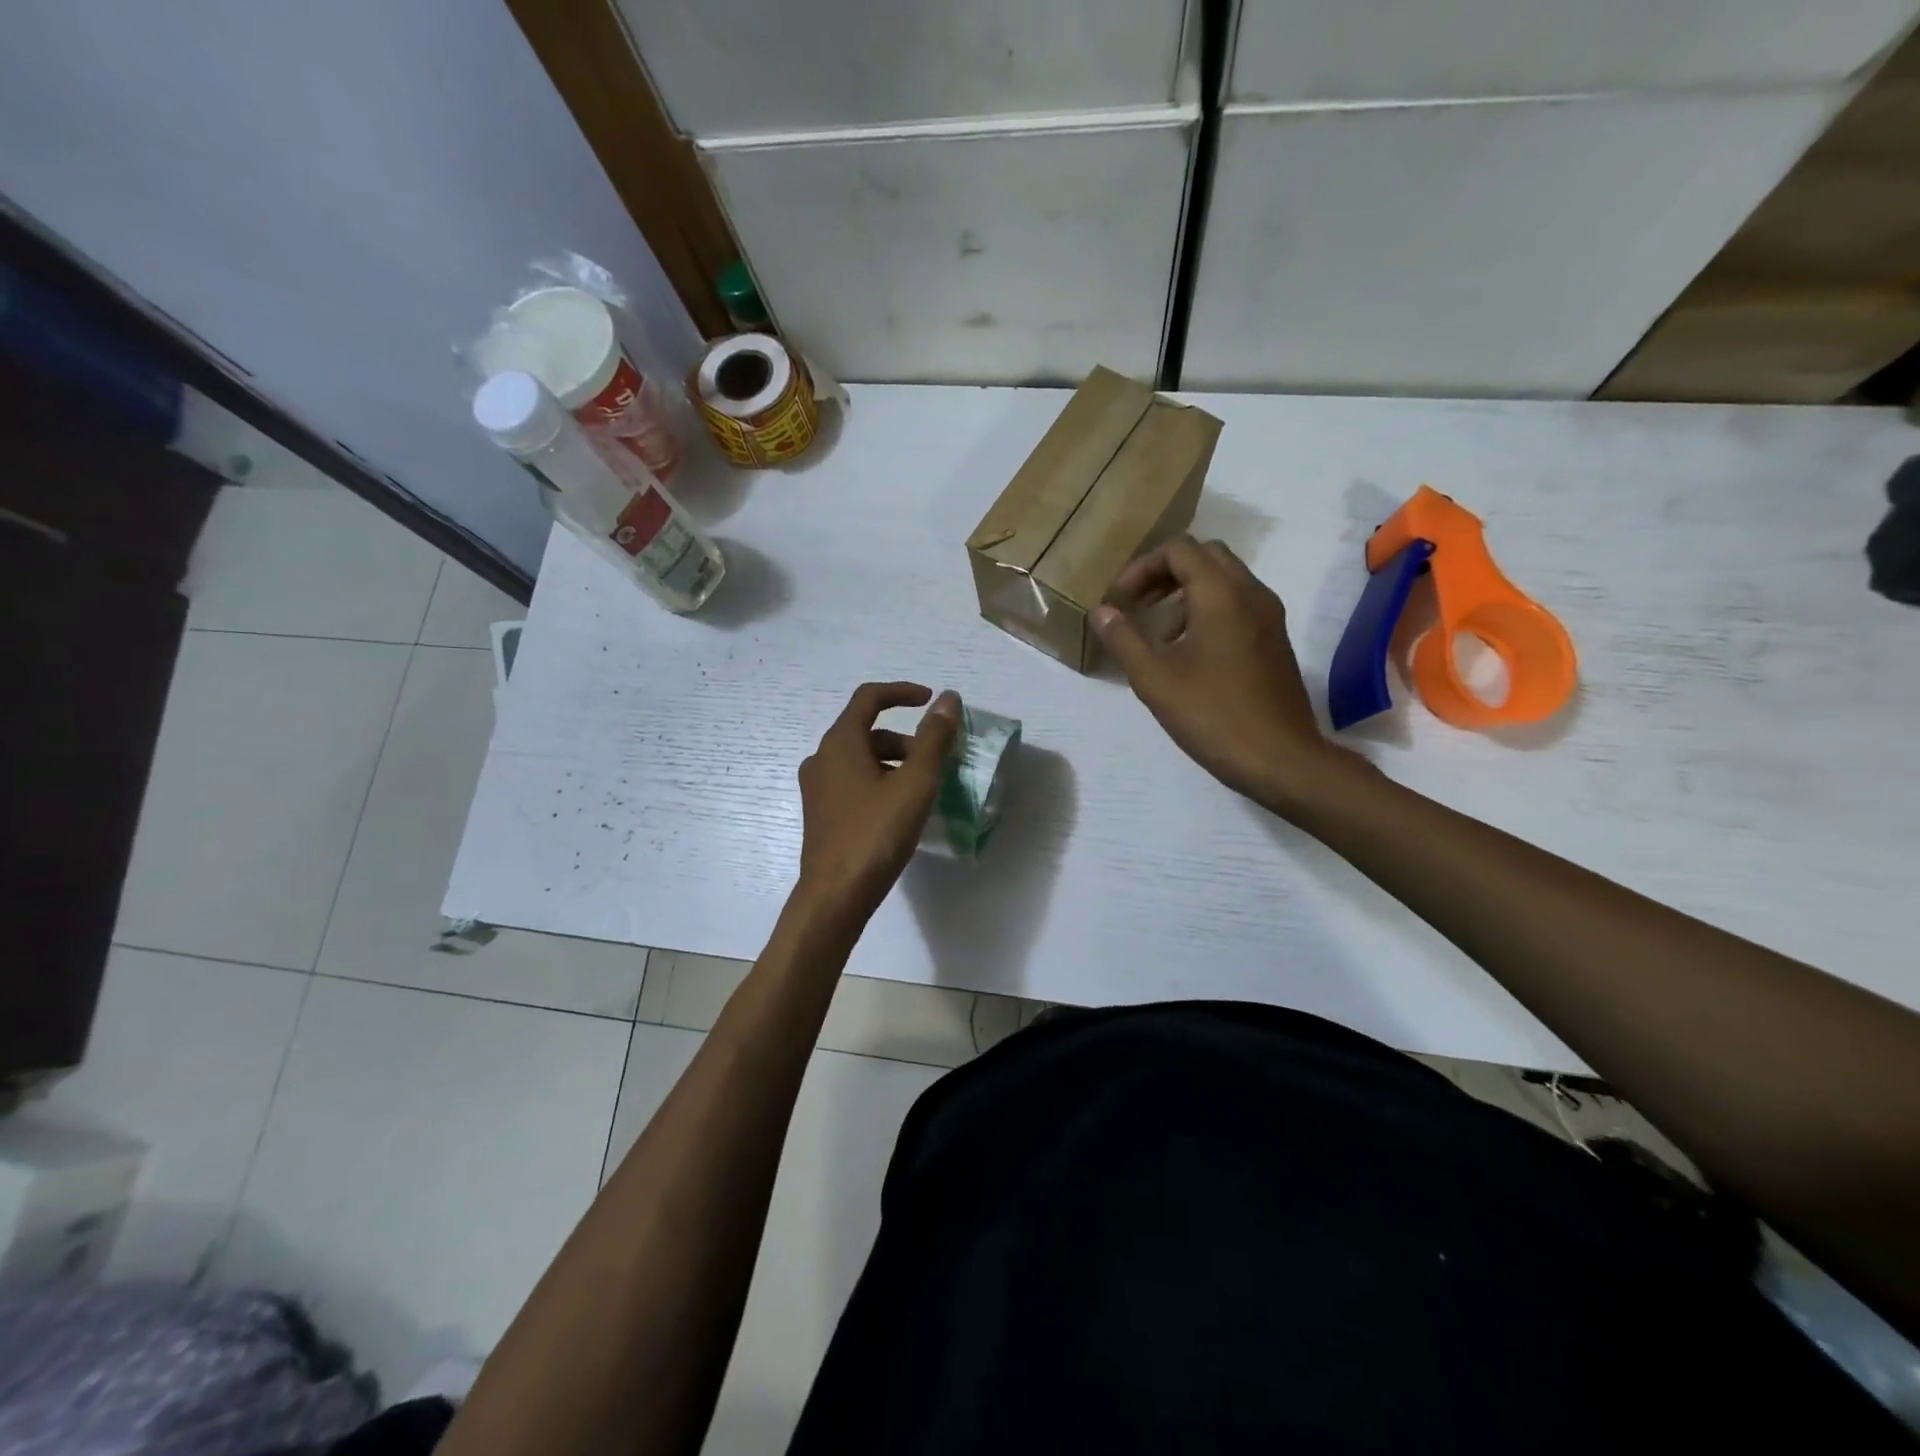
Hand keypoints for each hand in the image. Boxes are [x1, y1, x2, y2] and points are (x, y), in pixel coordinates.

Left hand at [795, 682, 959, 922]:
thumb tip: (948, 700)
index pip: (869, 697)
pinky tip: (901, 809)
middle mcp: (822, 758)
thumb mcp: (915, 784)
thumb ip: (933, 739)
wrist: (835, 896)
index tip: (932, 700)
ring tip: (924, 788)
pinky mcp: (821, 813)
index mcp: (840, 743)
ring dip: (894, 762)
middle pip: (867, 731)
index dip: (902, 692)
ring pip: (861, 759)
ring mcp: (817, 787)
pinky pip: (853, 782)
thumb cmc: (875, 834)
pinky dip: (880, 781)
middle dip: (906, 738)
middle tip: (937, 759)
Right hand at [1093, 536, 1363, 816]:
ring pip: (1224, 580)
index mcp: (1221, 594)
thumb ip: (1124, 639)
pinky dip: (1209, 610)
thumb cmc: (1212, 715)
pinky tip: (1189, 653)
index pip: (1179, 549)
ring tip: (1160, 635)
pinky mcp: (1275, 640)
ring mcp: (1269, 616)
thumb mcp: (1155, 679)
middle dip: (1166, 573)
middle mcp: (1251, 593)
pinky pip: (1238, 604)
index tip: (1120, 601)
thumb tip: (1101, 611)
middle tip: (1138, 605)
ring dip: (1187, 592)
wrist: (1280, 758)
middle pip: (1205, 556)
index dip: (1142, 567)